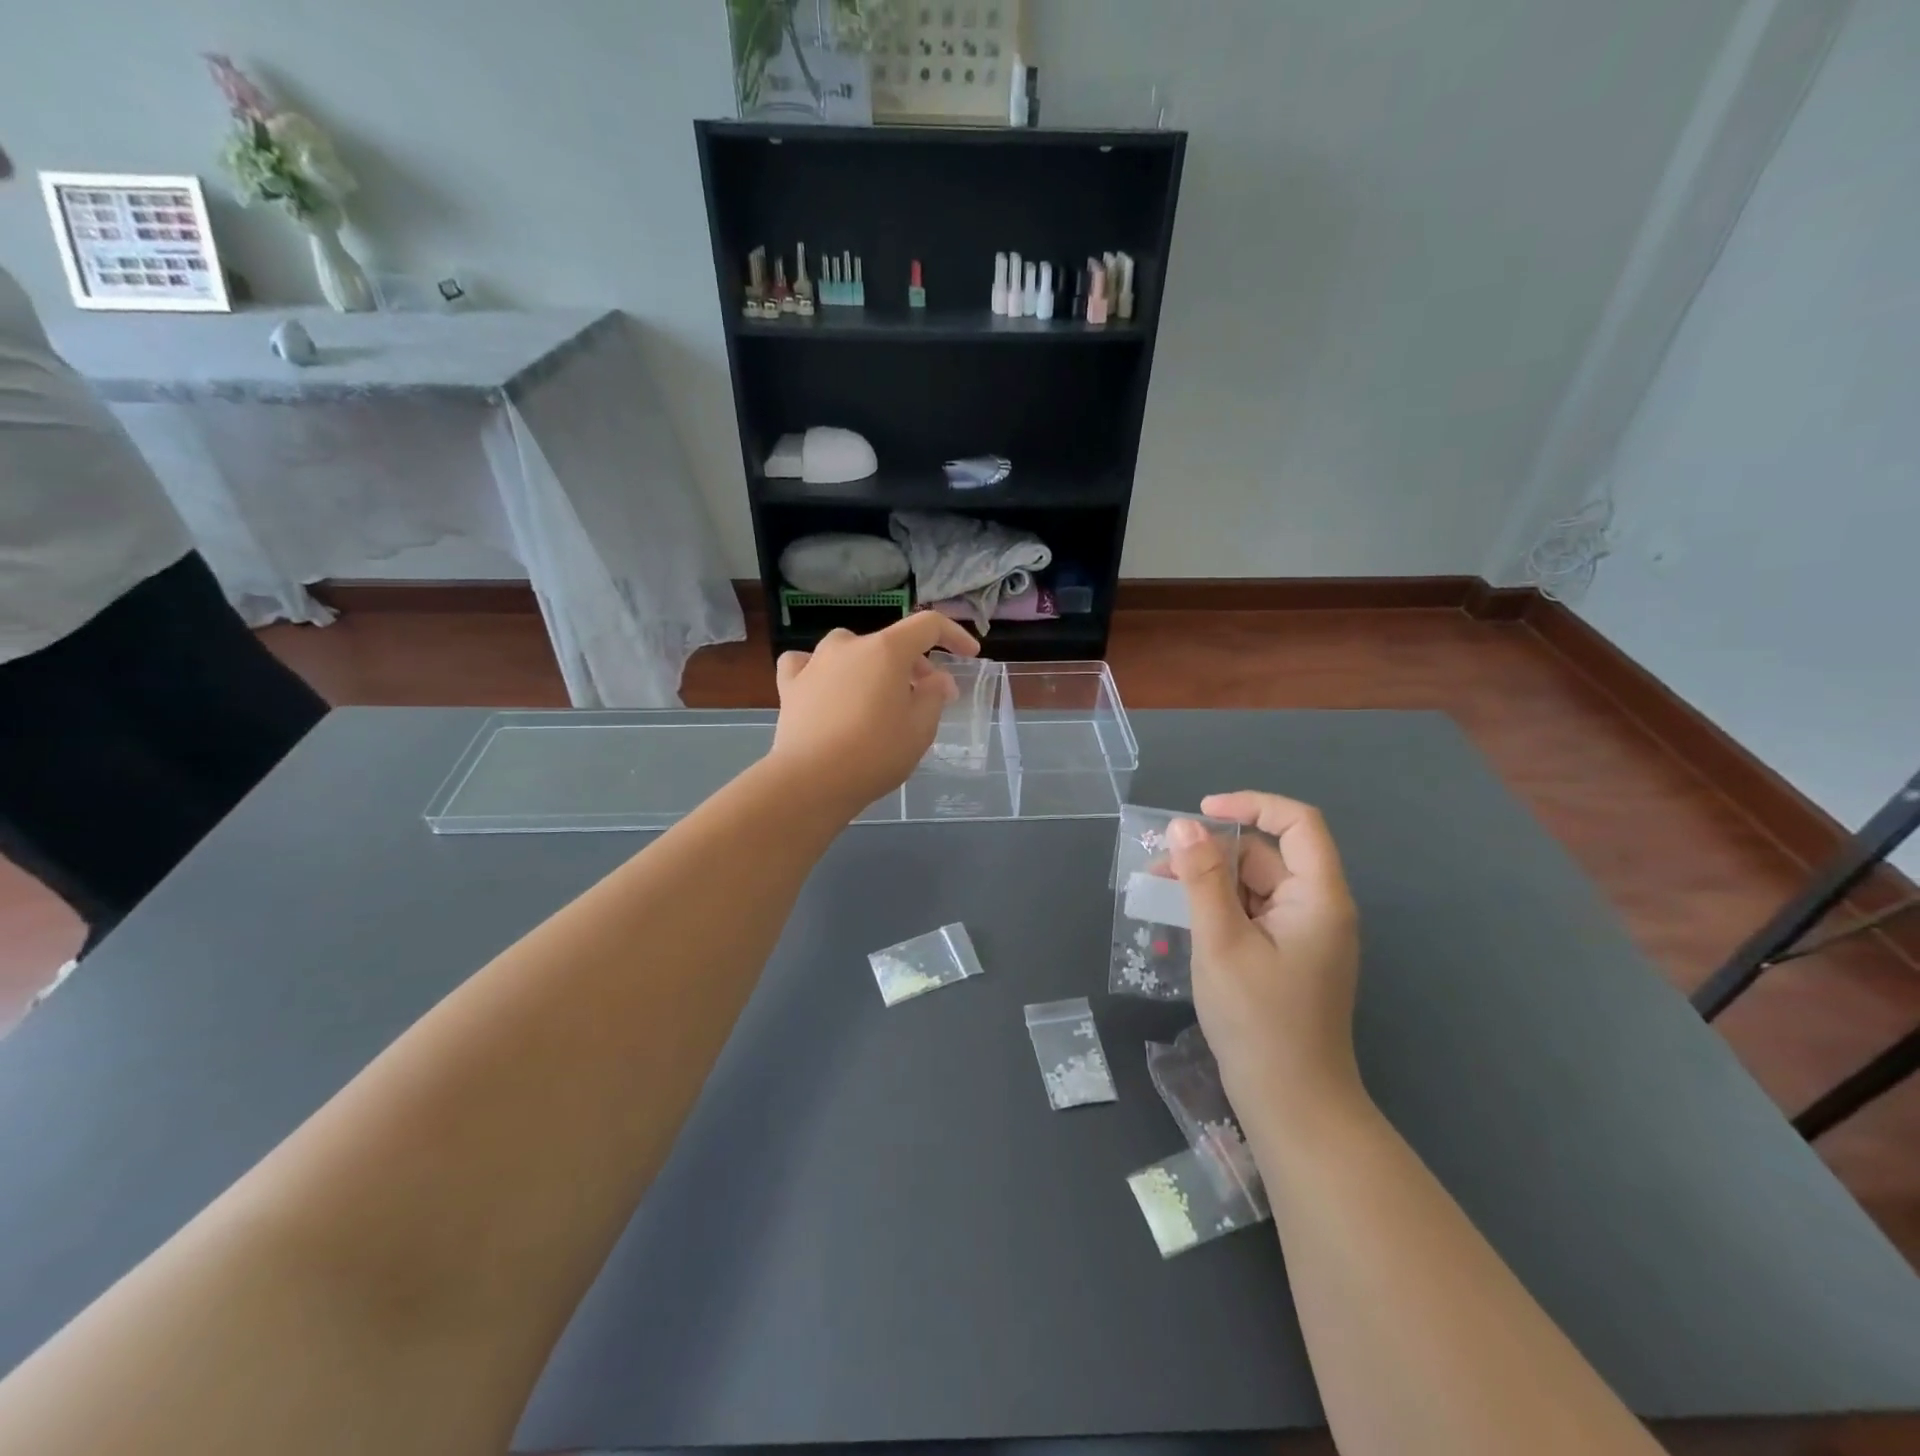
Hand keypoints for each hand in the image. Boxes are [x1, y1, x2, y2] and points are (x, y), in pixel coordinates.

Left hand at [770, 615, 979, 813]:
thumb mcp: (920, 729)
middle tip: (926, 696)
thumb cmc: (875, 754)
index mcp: (886, 650)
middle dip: (914, 665)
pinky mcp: (790, 685)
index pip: (928, 626)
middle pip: (890, 643)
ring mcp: (815, 662)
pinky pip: (808, 665)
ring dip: (870, 666)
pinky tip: (825, 687)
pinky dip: (822, 671)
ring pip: (850, 650)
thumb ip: (934, 696)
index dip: (954, 636)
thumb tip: (936, 679)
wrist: (811, 780)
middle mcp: (849, 645)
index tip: (969, 655)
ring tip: (877, 695)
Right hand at [1167, 792, 1363, 1129]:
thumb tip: (1184, 825)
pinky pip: (1253, 914)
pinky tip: (1184, 921)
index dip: (1251, 805)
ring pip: (1255, 885)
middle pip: (1267, 855)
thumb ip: (1202, 879)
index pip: (1297, 823)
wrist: (1293, 1104)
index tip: (1201, 812)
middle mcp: (1318, 908)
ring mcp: (1304, 935)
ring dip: (1211, 881)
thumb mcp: (1221, 942)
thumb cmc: (1258, 1020)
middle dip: (1214, 852)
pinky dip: (1220, 909)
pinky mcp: (1289, 956)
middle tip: (1160, 866)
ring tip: (1162, 892)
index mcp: (1318, 897)